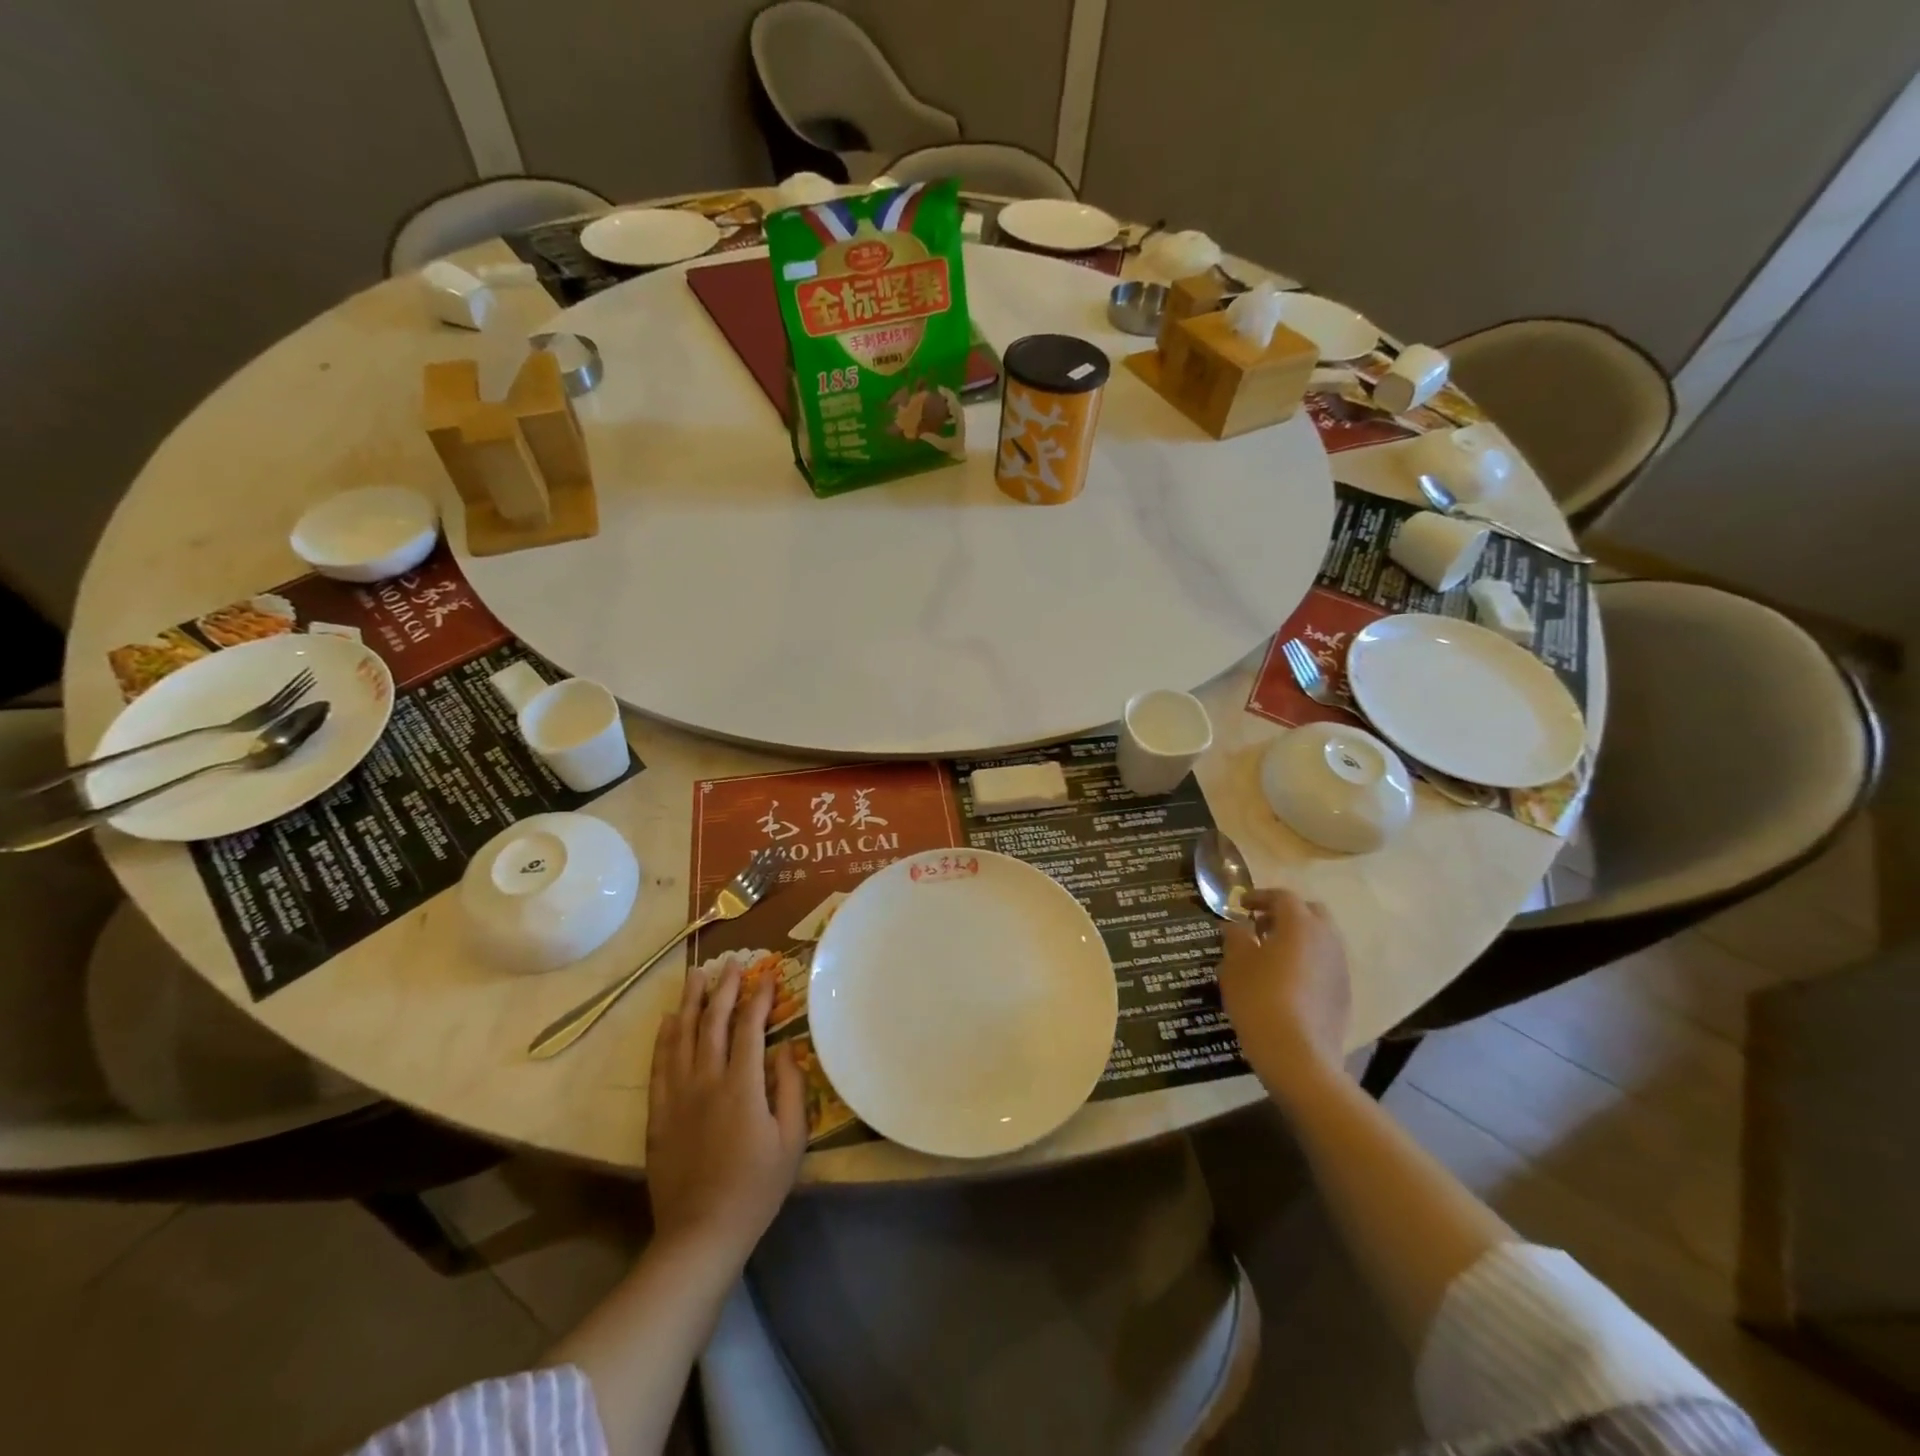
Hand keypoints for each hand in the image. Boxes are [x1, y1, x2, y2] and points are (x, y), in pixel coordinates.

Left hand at [646, 960, 806, 1268]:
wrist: (700, 1233)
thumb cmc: (756, 1187)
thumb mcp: (792, 1140)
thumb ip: (791, 1088)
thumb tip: (788, 1047)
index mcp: (742, 1086)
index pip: (749, 1028)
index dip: (758, 998)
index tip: (767, 975)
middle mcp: (706, 1081)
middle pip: (713, 1022)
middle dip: (724, 988)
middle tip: (731, 962)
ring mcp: (677, 1096)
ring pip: (682, 1036)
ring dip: (691, 1002)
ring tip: (696, 974)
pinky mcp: (658, 1114)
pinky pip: (659, 1065)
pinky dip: (664, 1038)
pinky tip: (669, 1019)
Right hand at [1217, 888, 1350, 1102]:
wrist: (1298, 1055)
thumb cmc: (1260, 999)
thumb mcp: (1236, 964)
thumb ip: (1235, 937)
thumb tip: (1235, 926)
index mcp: (1300, 924)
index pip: (1282, 897)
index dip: (1259, 897)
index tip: (1240, 906)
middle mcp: (1326, 939)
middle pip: (1310, 913)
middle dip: (1286, 914)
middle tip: (1260, 927)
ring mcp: (1340, 967)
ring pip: (1321, 939)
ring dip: (1298, 939)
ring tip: (1271, 956)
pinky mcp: (1344, 993)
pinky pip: (1325, 964)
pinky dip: (1307, 962)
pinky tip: (1286, 982)